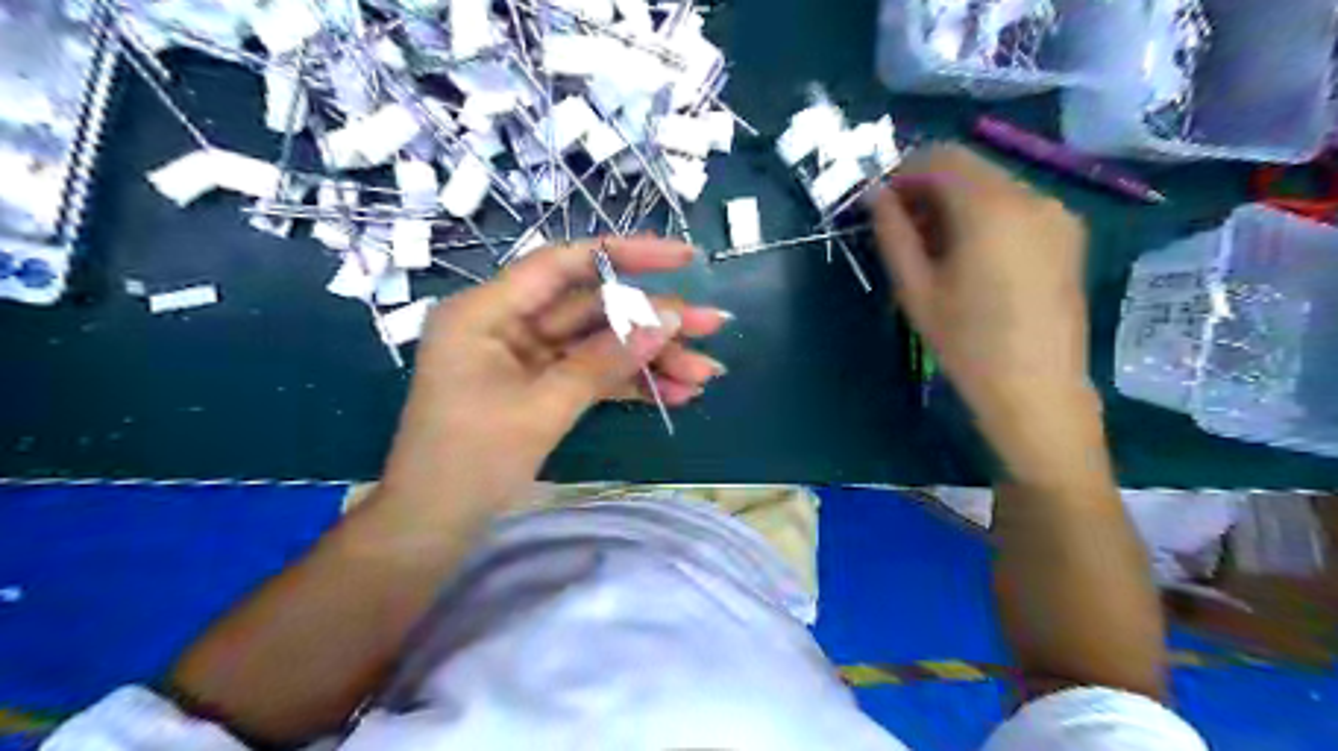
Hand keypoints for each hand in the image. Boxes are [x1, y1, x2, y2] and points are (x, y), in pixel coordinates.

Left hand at [375, 234, 730, 509]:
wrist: (434, 528)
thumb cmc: (469, 463)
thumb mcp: (542, 409)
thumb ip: (604, 361)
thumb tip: (668, 319)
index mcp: (487, 312)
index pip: (564, 265)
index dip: (626, 255)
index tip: (683, 259)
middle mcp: (507, 324)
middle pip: (593, 309)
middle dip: (654, 323)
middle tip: (714, 328)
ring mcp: (526, 357)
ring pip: (600, 344)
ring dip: (651, 359)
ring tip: (705, 375)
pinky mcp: (541, 387)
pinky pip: (592, 374)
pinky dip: (631, 383)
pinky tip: (676, 394)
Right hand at [867, 142, 1097, 475]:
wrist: (1037, 391)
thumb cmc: (966, 344)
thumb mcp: (916, 289)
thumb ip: (892, 233)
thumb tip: (873, 194)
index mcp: (992, 207)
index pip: (941, 157)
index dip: (903, 171)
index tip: (880, 203)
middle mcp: (1033, 196)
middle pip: (970, 167)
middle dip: (928, 186)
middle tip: (900, 227)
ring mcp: (1058, 215)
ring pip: (993, 185)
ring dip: (955, 201)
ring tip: (931, 246)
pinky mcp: (1069, 235)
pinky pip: (1016, 206)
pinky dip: (984, 215)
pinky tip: (968, 254)